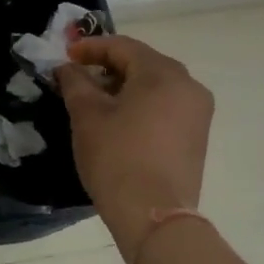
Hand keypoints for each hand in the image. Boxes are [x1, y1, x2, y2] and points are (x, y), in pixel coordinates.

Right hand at [55, 35, 213, 248]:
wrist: (153, 216)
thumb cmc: (117, 157)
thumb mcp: (87, 115)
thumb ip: (76, 82)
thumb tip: (68, 67)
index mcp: (163, 73)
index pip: (123, 46)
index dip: (91, 47)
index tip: (66, 56)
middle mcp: (188, 85)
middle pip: (143, 63)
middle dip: (108, 66)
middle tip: (79, 76)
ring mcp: (197, 112)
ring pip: (156, 85)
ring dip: (125, 86)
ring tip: (95, 99)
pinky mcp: (197, 136)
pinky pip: (166, 106)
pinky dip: (142, 104)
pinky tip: (119, 119)